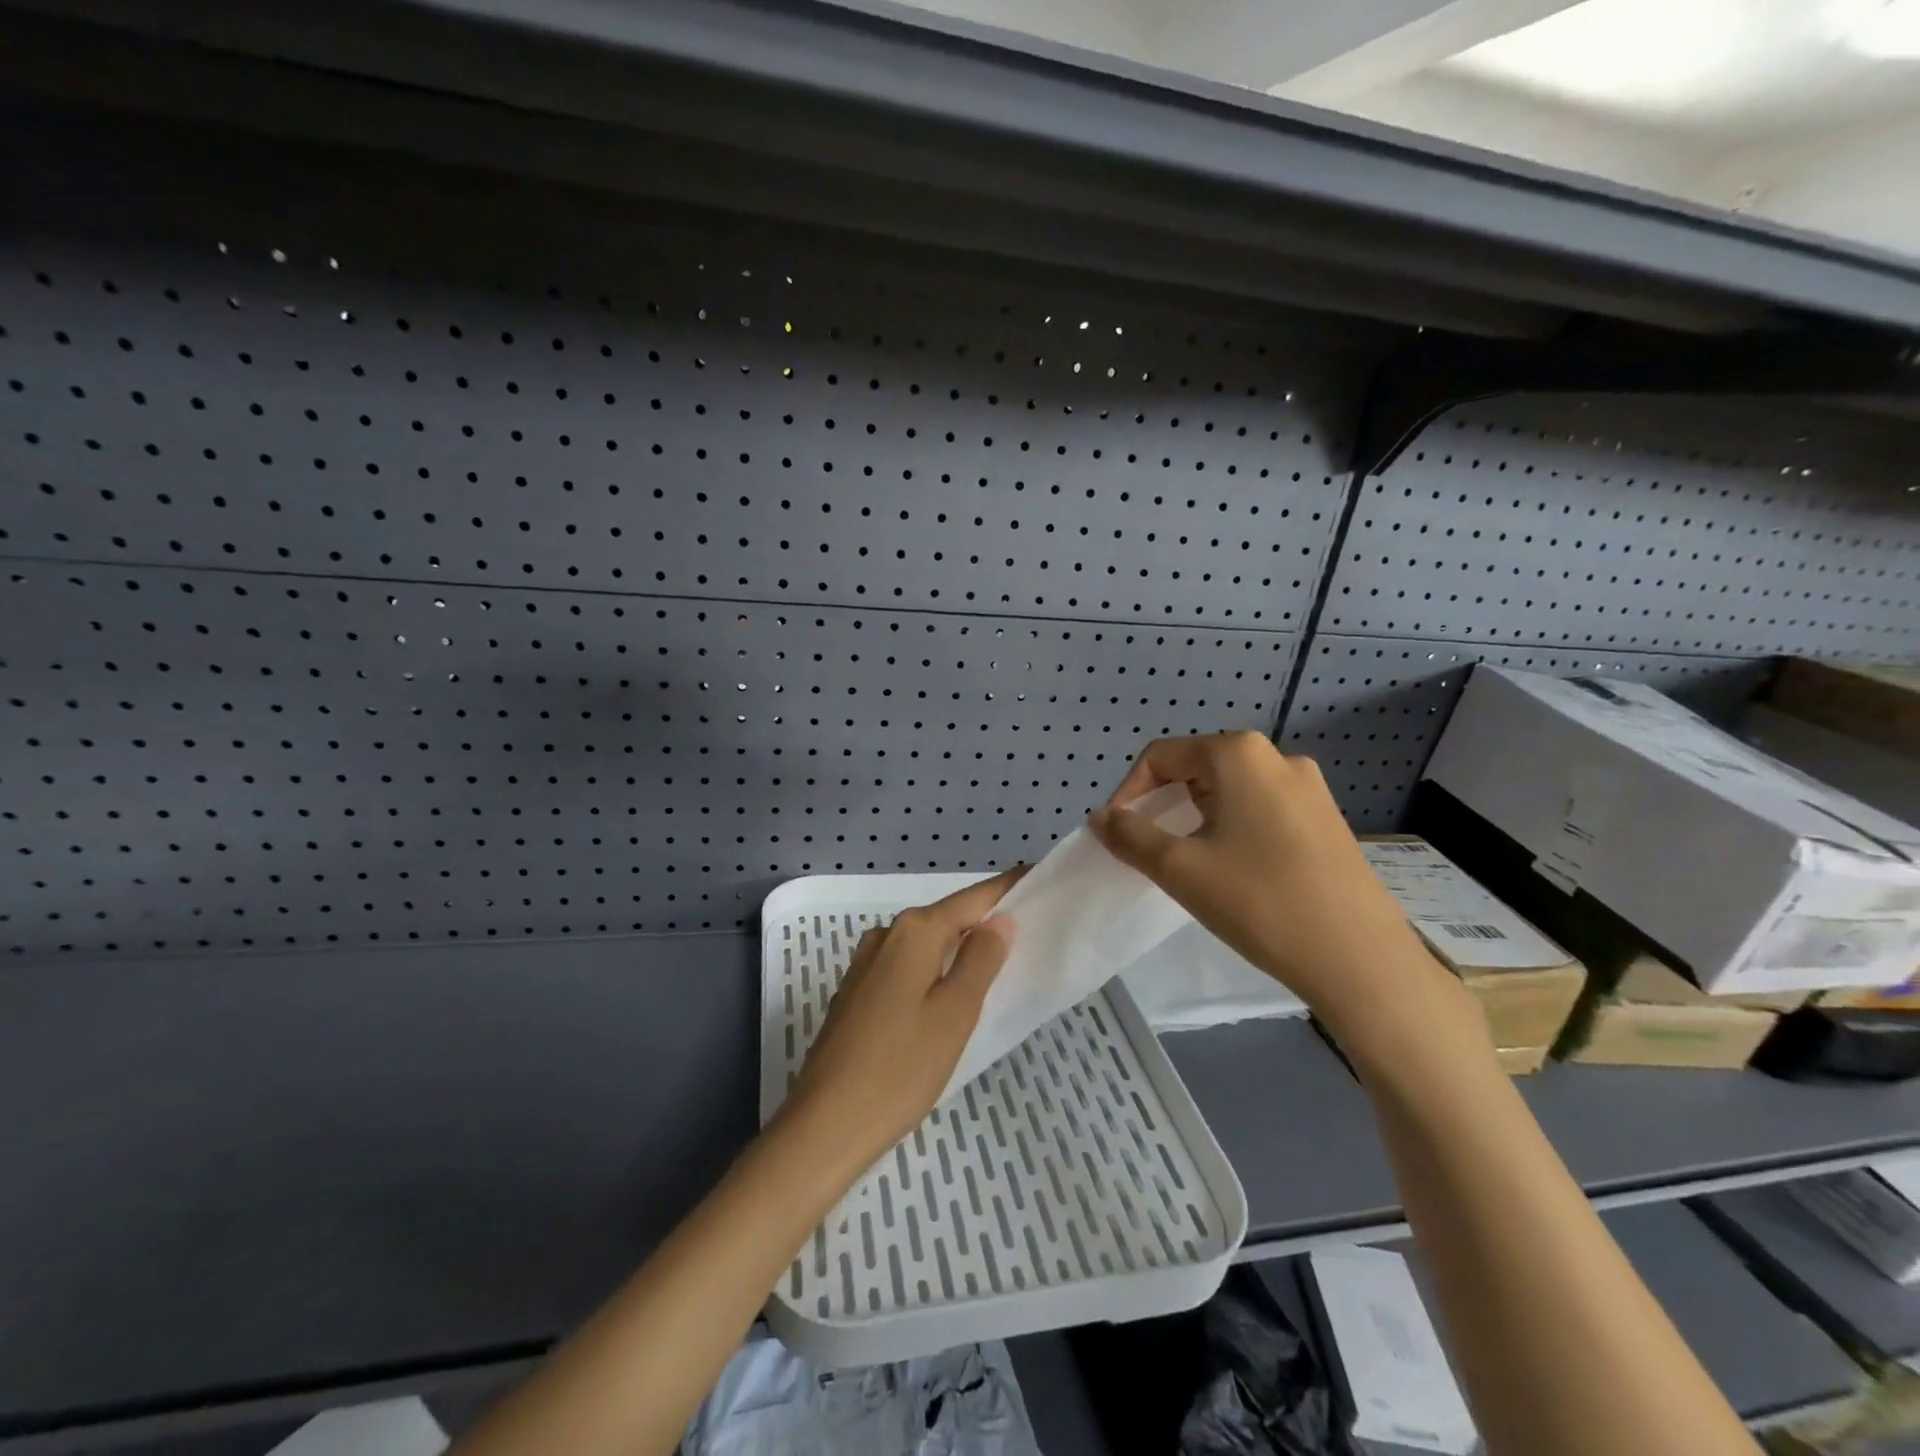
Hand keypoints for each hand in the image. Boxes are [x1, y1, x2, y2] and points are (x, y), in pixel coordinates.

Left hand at [780, 870, 1020, 1174]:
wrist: (824, 1125)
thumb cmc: (900, 1068)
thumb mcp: (955, 1013)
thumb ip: (980, 960)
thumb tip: (1000, 920)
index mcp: (913, 932)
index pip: (971, 898)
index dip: (1006, 889)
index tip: (1038, 878)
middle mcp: (886, 936)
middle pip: (946, 917)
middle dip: (984, 920)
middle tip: (1028, 928)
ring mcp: (865, 964)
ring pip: (925, 944)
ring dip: (958, 946)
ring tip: (996, 961)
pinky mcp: (856, 993)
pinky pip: (906, 967)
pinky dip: (934, 969)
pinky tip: (948, 992)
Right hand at [1088, 733, 1457, 1048]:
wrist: (1359, 959)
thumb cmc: (1260, 901)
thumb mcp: (1180, 869)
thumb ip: (1131, 836)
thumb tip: (1101, 818)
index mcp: (1240, 755)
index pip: (1162, 756)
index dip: (1129, 792)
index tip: (1116, 833)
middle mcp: (1278, 758)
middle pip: (1197, 768)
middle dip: (1163, 804)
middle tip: (1147, 849)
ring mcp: (1310, 789)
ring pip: (1230, 791)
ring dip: (1196, 818)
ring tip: (1185, 862)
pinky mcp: (1326, 820)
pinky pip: (1261, 810)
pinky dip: (1231, 829)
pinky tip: (1231, 871)